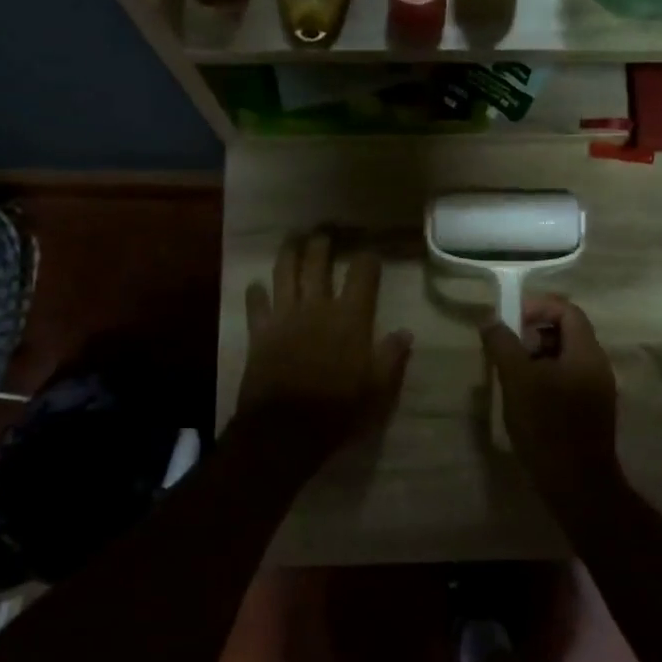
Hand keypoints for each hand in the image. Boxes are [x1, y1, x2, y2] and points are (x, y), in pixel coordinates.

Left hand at [237, 233, 412, 466]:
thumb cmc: (338, 409)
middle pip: (318, 264)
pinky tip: (255, 284)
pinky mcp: (259, 333)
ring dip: (288, 254)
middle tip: (324, 232)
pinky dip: (255, 292)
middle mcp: (317, 307)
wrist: (286, 428)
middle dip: (322, 245)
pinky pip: (256, 305)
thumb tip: (405, 332)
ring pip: (284, 274)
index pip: (362, 275)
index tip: (370, 255)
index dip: (368, 260)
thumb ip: (392, 356)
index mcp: (350, 318)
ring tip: (292, 240)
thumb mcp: (378, 388)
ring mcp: (284, 317)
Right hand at [480, 294, 618, 497]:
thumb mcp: (517, 380)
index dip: (537, 308)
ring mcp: (597, 389)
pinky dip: (545, 377)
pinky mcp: (590, 410)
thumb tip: (490, 319)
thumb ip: (503, 345)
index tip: (509, 321)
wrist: (576, 484)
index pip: (567, 310)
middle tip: (506, 350)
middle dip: (533, 333)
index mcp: (586, 352)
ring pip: (565, 358)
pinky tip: (524, 398)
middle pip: (567, 332)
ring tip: (510, 375)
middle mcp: (598, 365)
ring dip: (536, 357)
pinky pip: (568, 379)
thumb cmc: (547, 426)